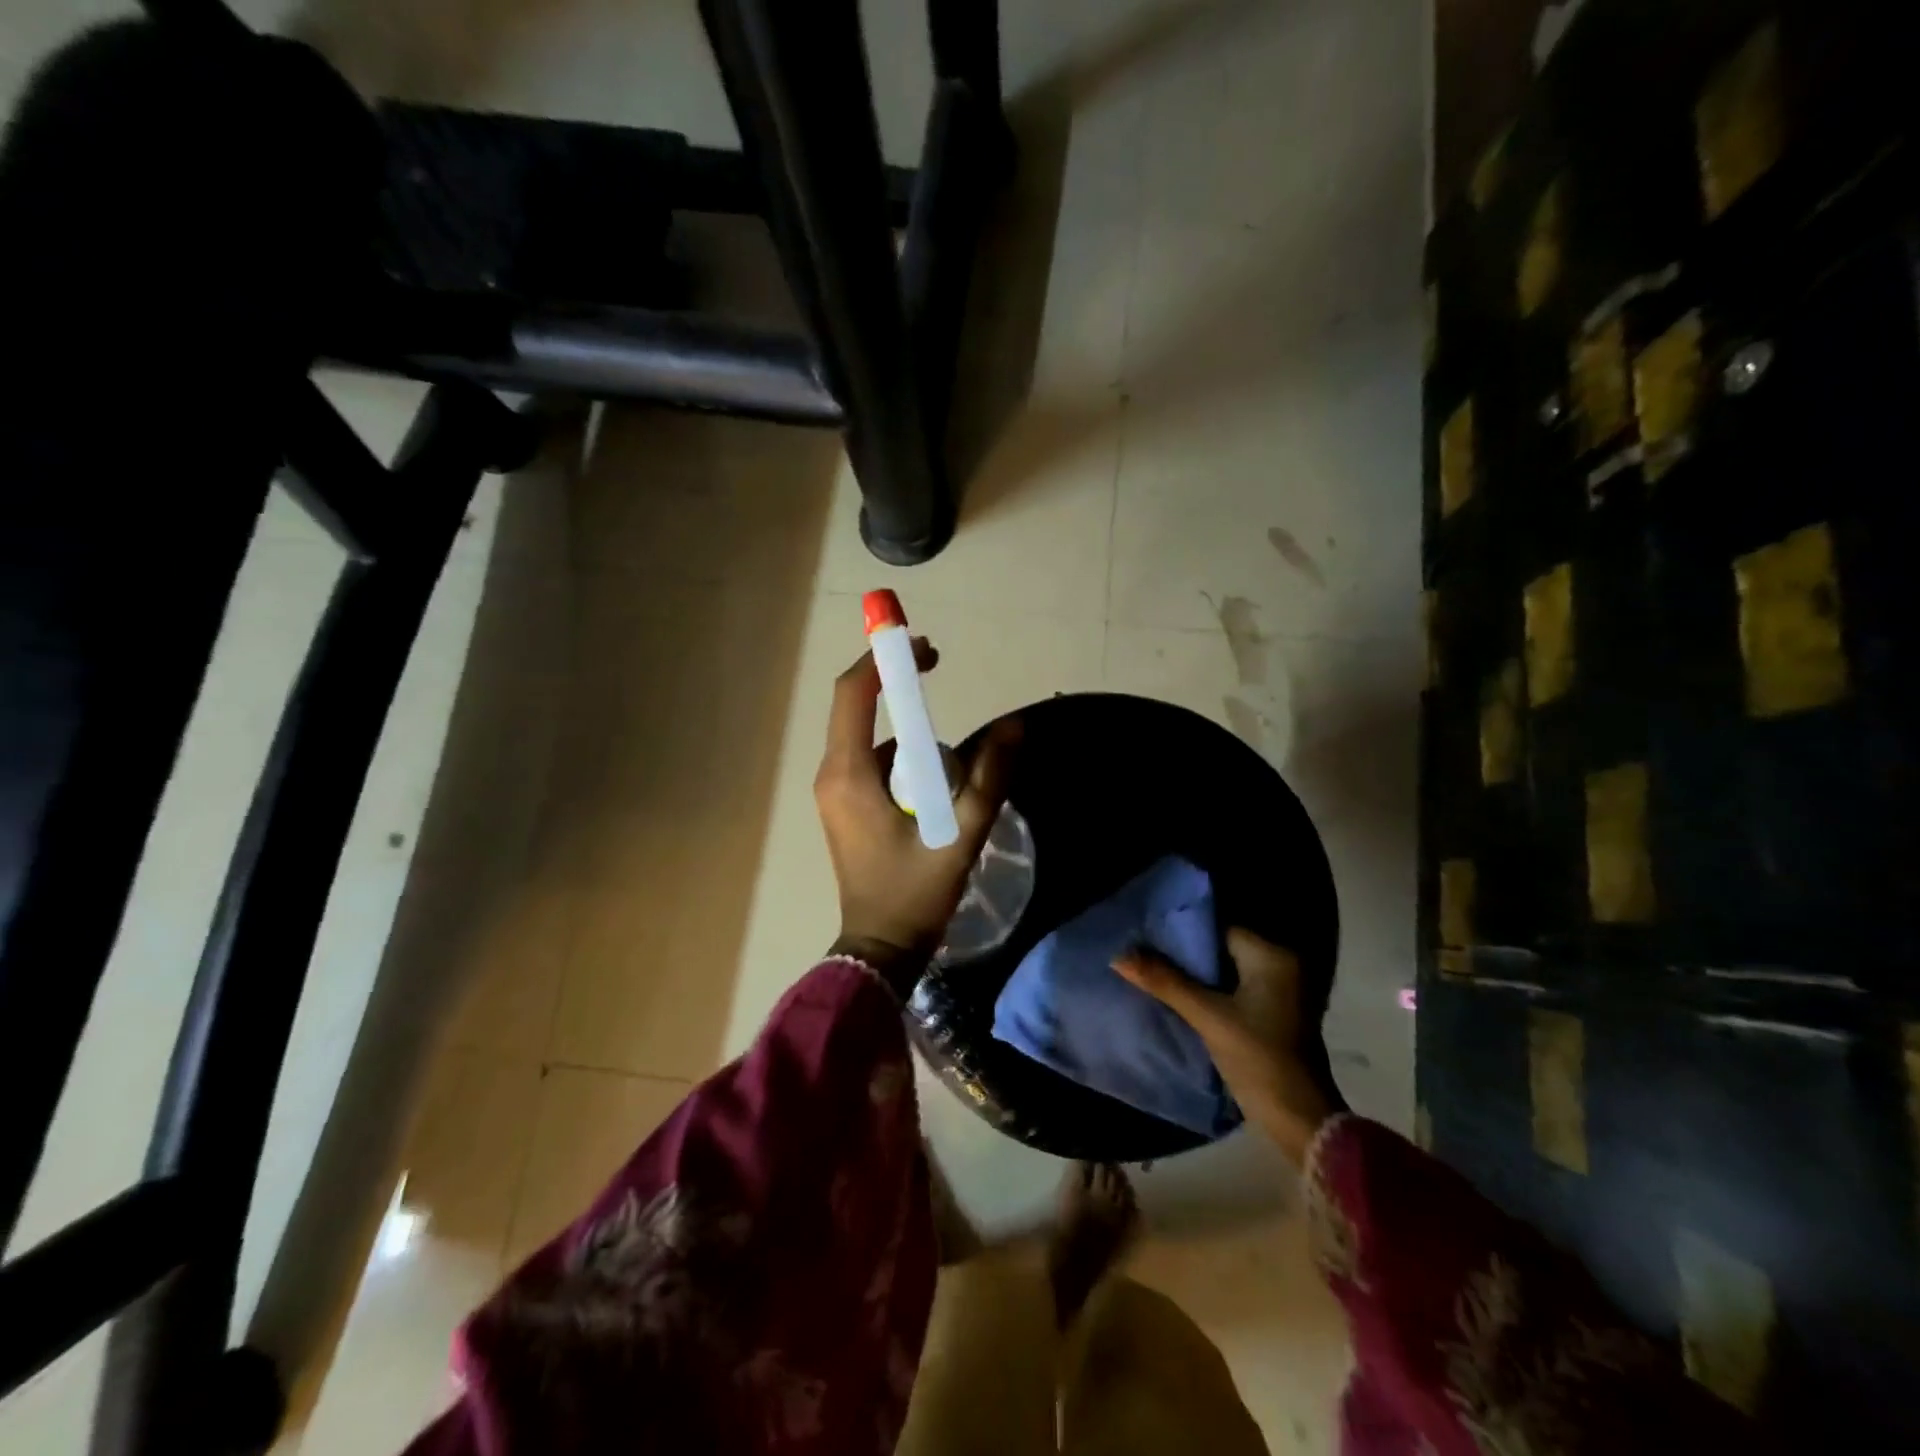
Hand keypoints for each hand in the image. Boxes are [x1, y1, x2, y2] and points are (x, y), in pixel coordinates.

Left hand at [815, 638, 1021, 987]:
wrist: (879, 949)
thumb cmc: (915, 894)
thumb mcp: (960, 834)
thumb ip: (989, 778)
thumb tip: (1014, 726)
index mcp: (848, 773)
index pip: (854, 693)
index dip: (886, 660)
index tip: (925, 649)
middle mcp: (832, 774)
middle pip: (855, 707)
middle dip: (896, 684)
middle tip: (938, 672)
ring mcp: (834, 792)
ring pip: (867, 737)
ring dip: (904, 728)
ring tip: (950, 757)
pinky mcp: (844, 806)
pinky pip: (870, 762)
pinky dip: (900, 756)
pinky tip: (934, 784)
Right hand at [1114, 928, 1332, 1167]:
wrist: (1301, 1121)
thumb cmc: (1259, 1059)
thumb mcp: (1208, 1018)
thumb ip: (1165, 982)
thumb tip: (1119, 955)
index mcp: (1272, 956)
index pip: (1218, 928)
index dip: (1182, 931)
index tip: (1147, 934)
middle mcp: (1281, 965)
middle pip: (1221, 948)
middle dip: (1186, 954)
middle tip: (1144, 952)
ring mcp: (1281, 991)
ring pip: (1226, 970)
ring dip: (1196, 974)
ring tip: (1155, 971)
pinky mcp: (1275, 1013)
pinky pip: (1235, 989)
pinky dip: (1210, 990)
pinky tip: (1180, 995)